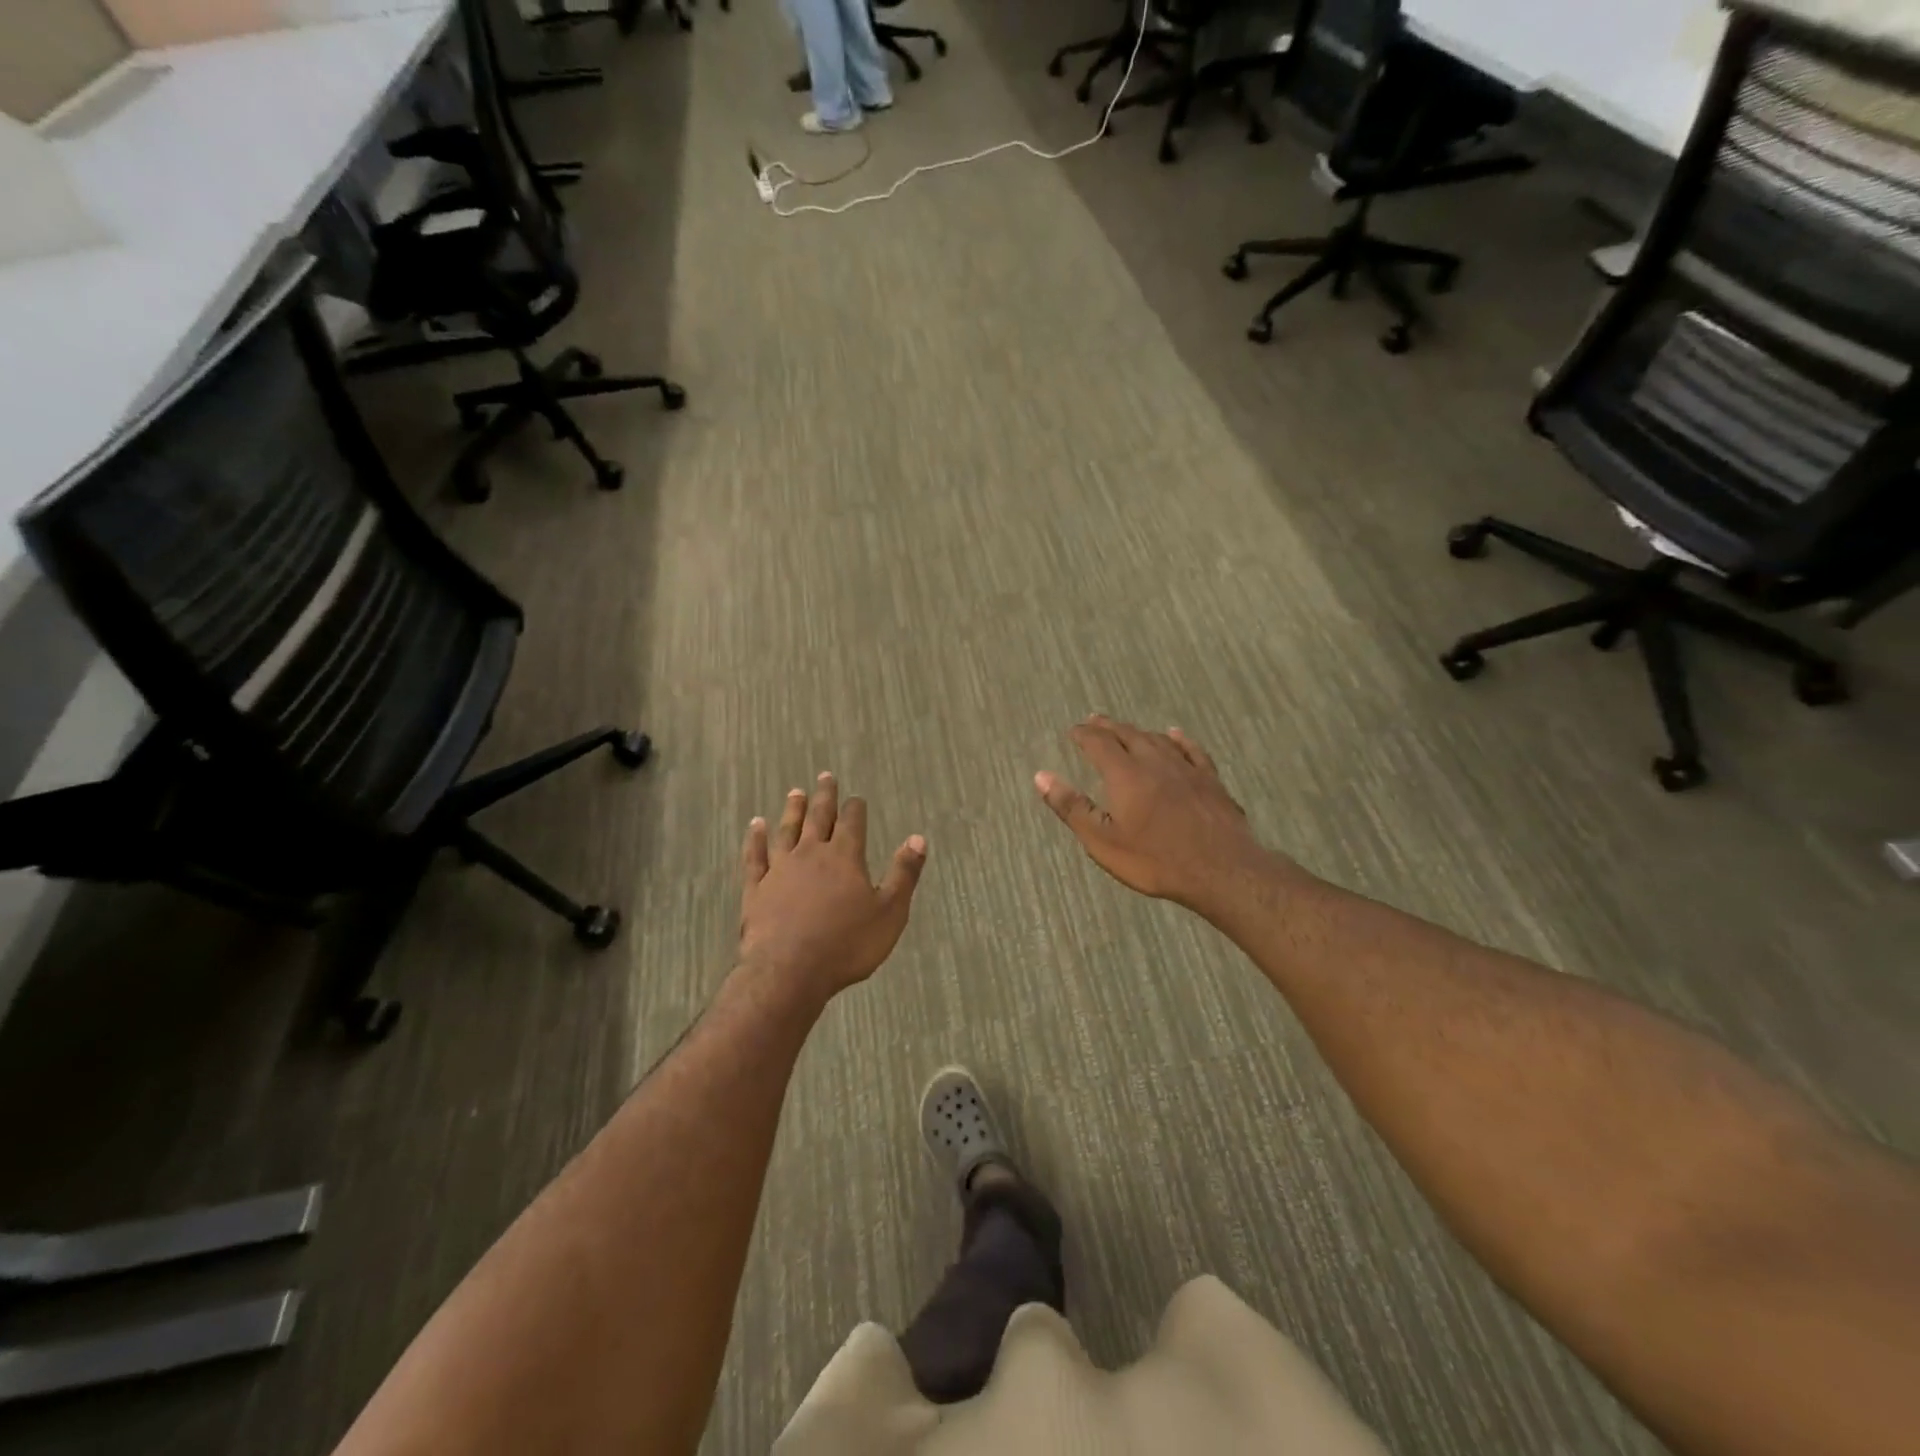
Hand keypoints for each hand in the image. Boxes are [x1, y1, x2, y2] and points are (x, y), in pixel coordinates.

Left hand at [737, 772, 926, 1004]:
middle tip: (824, 776)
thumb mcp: (889, 912)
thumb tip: (918, 838)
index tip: (856, 797)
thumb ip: (904, 874)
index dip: (856, 808)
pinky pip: (755, 856)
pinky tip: (756, 826)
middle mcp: (811, 854)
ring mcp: (779, 869)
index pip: (852, 822)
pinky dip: (755, 838)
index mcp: (844, 857)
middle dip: (824, 796)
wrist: (789, 972)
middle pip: (818, 817)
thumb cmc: (846, 945)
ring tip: (795, 792)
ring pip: (786, 830)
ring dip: (792, 810)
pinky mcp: (756, 888)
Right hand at [1034, 717, 1284, 915]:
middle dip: (1108, 727)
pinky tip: (1175, 734)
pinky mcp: (1210, 780)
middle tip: (1094, 721)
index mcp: (1125, 774)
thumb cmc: (1155, 860)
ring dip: (1137, 731)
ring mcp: (1186, 768)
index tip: (1073, 731)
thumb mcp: (1103, 841)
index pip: (1099, 743)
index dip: (1084, 735)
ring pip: (1156, 739)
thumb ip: (1072, 807)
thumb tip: (1041, 776)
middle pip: (1127, 735)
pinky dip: (1178, 739)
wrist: (1221, 870)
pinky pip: (1191, 749)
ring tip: (1125, 729)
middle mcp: (1154, 762)